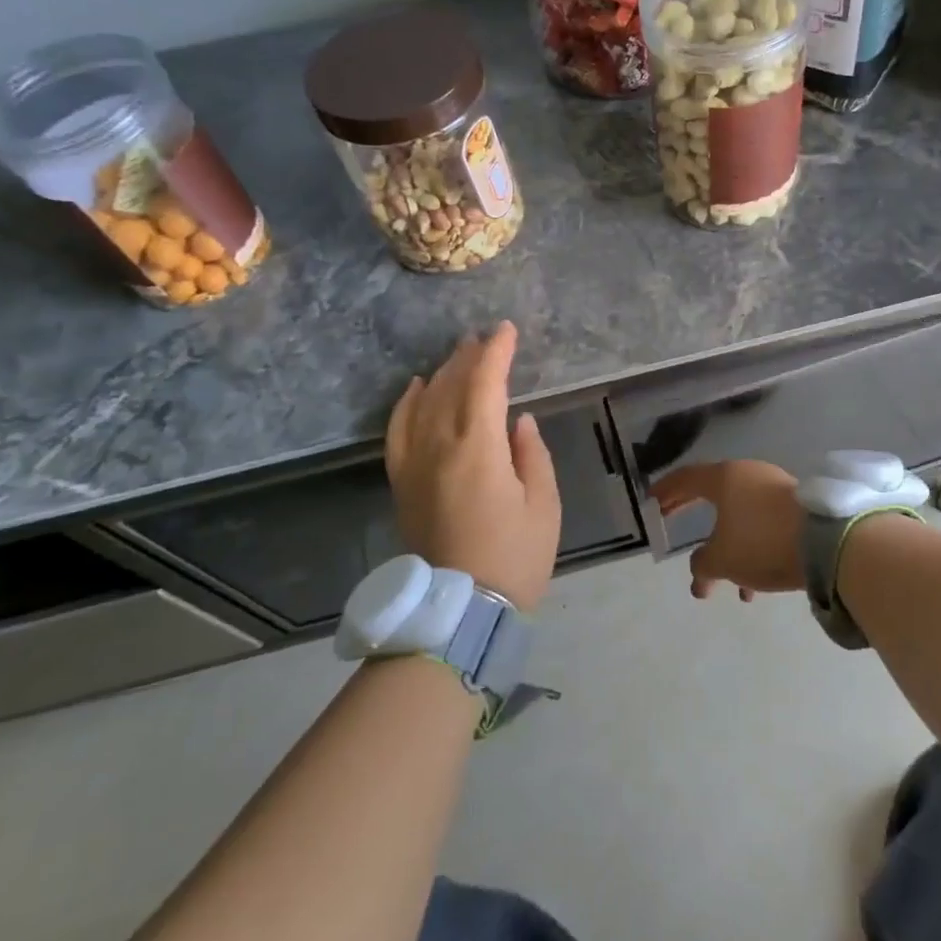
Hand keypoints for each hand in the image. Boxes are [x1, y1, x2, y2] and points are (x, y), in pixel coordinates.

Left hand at [385, 322, 560, 610]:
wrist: (459, 610)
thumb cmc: (514, 557)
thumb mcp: (543, 505)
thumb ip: (531, 454)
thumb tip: (518, 421)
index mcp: (478, 449)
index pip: (485, 384)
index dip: (496, 352)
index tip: (507, 330)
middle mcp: (440, 447)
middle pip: (451, 387)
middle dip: (470, 357)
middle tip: (485, 337)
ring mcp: (415, 464)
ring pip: (424, 402)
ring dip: (443, 373)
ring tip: (459, 354)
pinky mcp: (402, 482)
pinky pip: (397, 430)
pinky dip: (406, 403)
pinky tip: (416, 385)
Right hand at [650, 461, 804, 600]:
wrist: (827, 542)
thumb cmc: (762, 542)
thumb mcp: (721, 559)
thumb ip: (701, 564)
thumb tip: (699, 573)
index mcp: (724, 477)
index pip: (685, 478)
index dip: (665, 490)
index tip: (651, 501)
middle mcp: (748, 475)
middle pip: (711, 492)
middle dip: (690, 510)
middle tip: (672, 521)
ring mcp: (775, 488)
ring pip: (739, 514)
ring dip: (725, 543)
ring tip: (720, 581)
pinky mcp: (797, 508)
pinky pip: (763, 525)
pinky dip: (750, 548)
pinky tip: (752, 586)